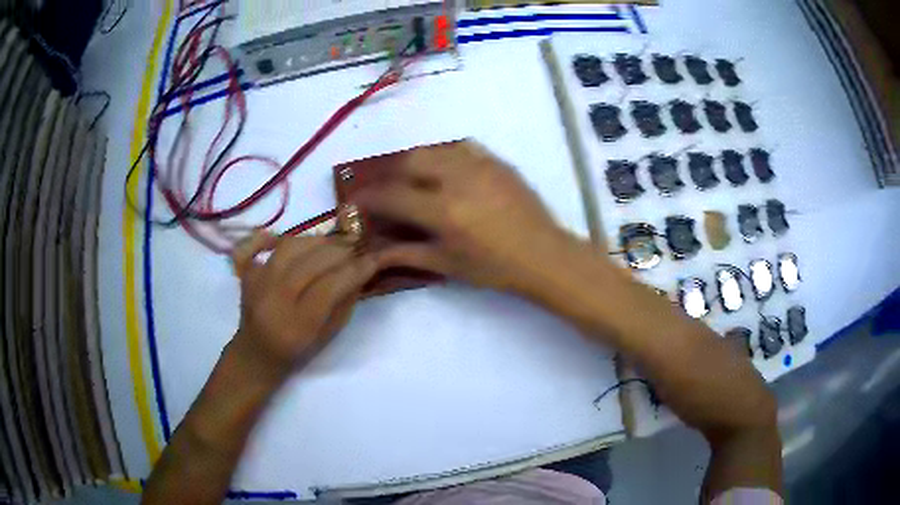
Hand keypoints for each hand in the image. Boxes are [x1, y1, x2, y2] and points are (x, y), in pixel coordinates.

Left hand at [229, 232, 377, 378]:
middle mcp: (273, 301)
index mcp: (296, 326)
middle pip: (309, 262)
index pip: (329, 287)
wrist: (256, 354)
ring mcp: (256, 284)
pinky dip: (280, 238)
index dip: (354, 270)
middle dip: (339, 251)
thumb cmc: (296, 352)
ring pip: (290, 247)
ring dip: (317, 241)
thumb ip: (344, 302)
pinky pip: (261, 243)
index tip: (373, 259)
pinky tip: (297, 241)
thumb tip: (359, 269)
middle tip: (356, 249)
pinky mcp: (247, 273)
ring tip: (333, 245)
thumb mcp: (328, 336)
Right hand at [353, 140, 577, 292]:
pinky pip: (461, 148)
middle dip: (391, 174)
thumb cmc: (495, 268)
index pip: (393, 195)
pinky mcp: (496, 161)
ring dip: (416, 163)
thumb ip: (406, 253)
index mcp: (443, 211)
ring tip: (416, 181)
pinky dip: (444, 156)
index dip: (369, 196)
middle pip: (409, 161)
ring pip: (434, 150)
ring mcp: (479, 166)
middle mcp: (457, 179)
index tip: (357, 199)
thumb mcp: (447, 264)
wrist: (543, 254)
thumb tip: (373, 252)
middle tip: (389, 191)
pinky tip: (447, 172)